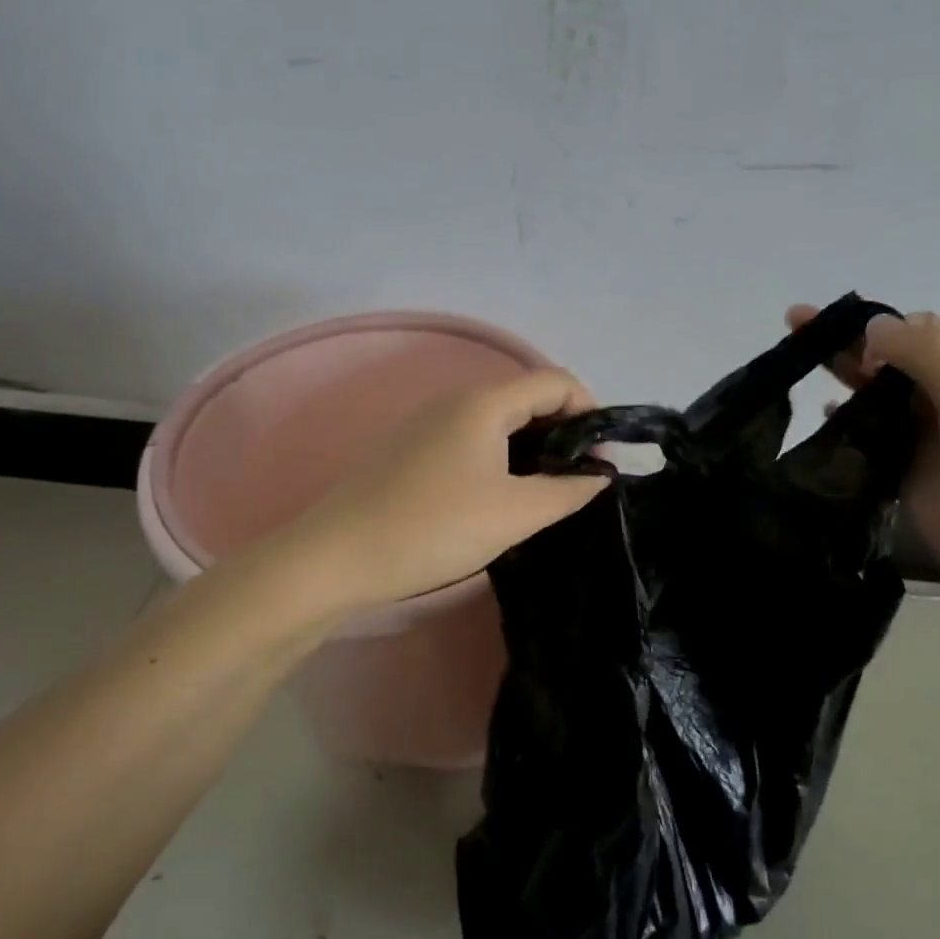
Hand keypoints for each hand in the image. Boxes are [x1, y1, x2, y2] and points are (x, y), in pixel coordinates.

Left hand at [291, 369, 609, 610]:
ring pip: (497, 422)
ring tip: (546, 494)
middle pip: (526, 398)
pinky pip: (471, 441)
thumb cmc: (434, 527)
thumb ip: (567, 492)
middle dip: (563, 432)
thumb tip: (600, 476)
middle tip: (580, 481)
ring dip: (532, 449)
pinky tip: (500, 498)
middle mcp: (455, 401)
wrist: (337, 557)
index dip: (589, 412)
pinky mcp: (411, 451)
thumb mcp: (514, 514)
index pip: (555, 381)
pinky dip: (500, 459)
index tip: (603, 458)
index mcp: (484, 403)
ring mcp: (428, 425)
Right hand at [788, 306, 939, 599]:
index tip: (853, 348)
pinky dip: (844, 417)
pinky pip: (869, 431)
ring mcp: (926, 431)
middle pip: (892, 356)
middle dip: (847, 339)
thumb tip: (873, 324)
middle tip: (795, 324)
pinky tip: (821, 414)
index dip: (881, 328)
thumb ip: (926, 358)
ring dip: (842, 374)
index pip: (921, 330)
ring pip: (876, 392)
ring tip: (795, 363)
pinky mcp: (904, 465)